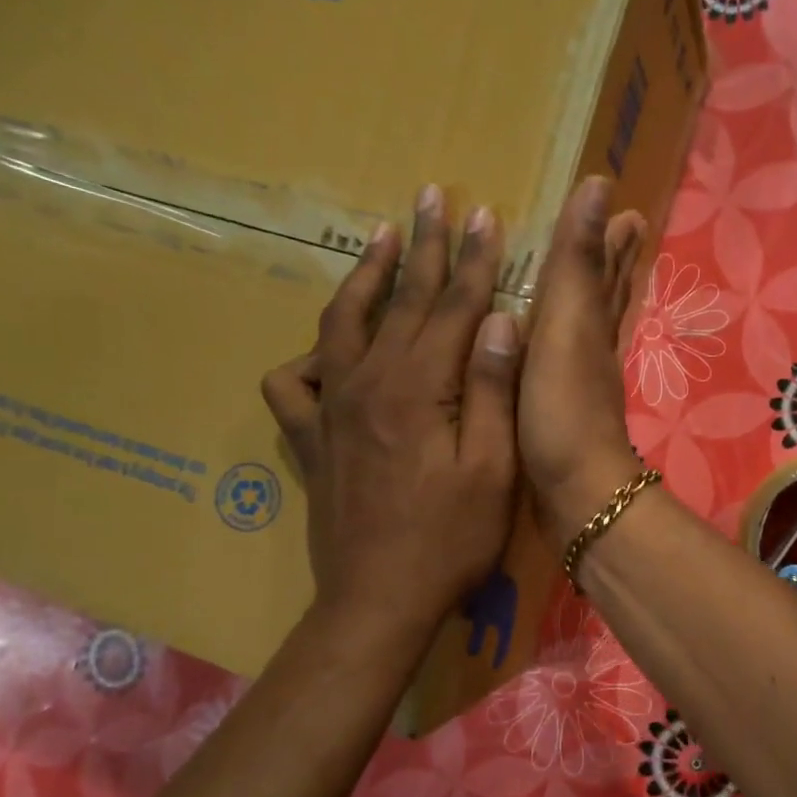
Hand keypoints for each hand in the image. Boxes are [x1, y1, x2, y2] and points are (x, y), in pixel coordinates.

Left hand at [262, 184, 520, 649]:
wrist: (378, 600)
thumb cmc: (449, 540)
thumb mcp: (493, 470)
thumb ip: (495, 391)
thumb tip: (502, 321)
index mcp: (419, 388)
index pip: (455, 307)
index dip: (475, 260)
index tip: (486, 215)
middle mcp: (367, 383)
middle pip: (402, 301)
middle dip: (425, 246)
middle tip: (433, 197)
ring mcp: (331, 409)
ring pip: (342, 323)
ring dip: (366, 277)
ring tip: (382, 238)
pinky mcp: (310, 439)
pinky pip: (293, 383)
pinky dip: (308, 357)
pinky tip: (327, 352)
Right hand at [518, 175, 647, 542]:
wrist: (575, 491)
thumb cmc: (565, 409)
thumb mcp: (567, 327)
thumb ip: (578, 263)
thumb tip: (601, 187)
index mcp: (590, 322)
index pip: (605, 268)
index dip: (611, 238)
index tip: (625, 207)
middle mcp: (591, 347)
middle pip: (605, 295)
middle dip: (610, 262)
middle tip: (623, 229)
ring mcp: (578, 382)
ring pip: (588, 327)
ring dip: (588, 299)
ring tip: (588, 278)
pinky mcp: (559, 412)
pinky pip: (562, 361)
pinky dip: (560, 344)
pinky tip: (550, 351)